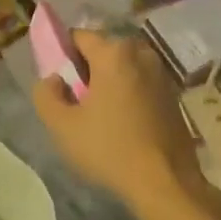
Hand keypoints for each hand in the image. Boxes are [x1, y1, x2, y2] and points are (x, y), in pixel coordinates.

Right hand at [32, 29, 203, 213]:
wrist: (166, 183)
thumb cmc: (110, 149)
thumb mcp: (62, 126)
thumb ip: (46, 94)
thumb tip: (54, 79)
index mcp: (113, 52)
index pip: (78, 36)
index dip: (63, 56)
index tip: (60, 84)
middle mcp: (140, 52)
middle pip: (103, 51)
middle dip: (88, 70)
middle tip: (79, 103)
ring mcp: (161, 72)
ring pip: (124, 67)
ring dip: (110, 82)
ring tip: (102, 116)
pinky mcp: (174, 93)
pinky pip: (141, 82)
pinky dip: (129, 93)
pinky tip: (125, 123)